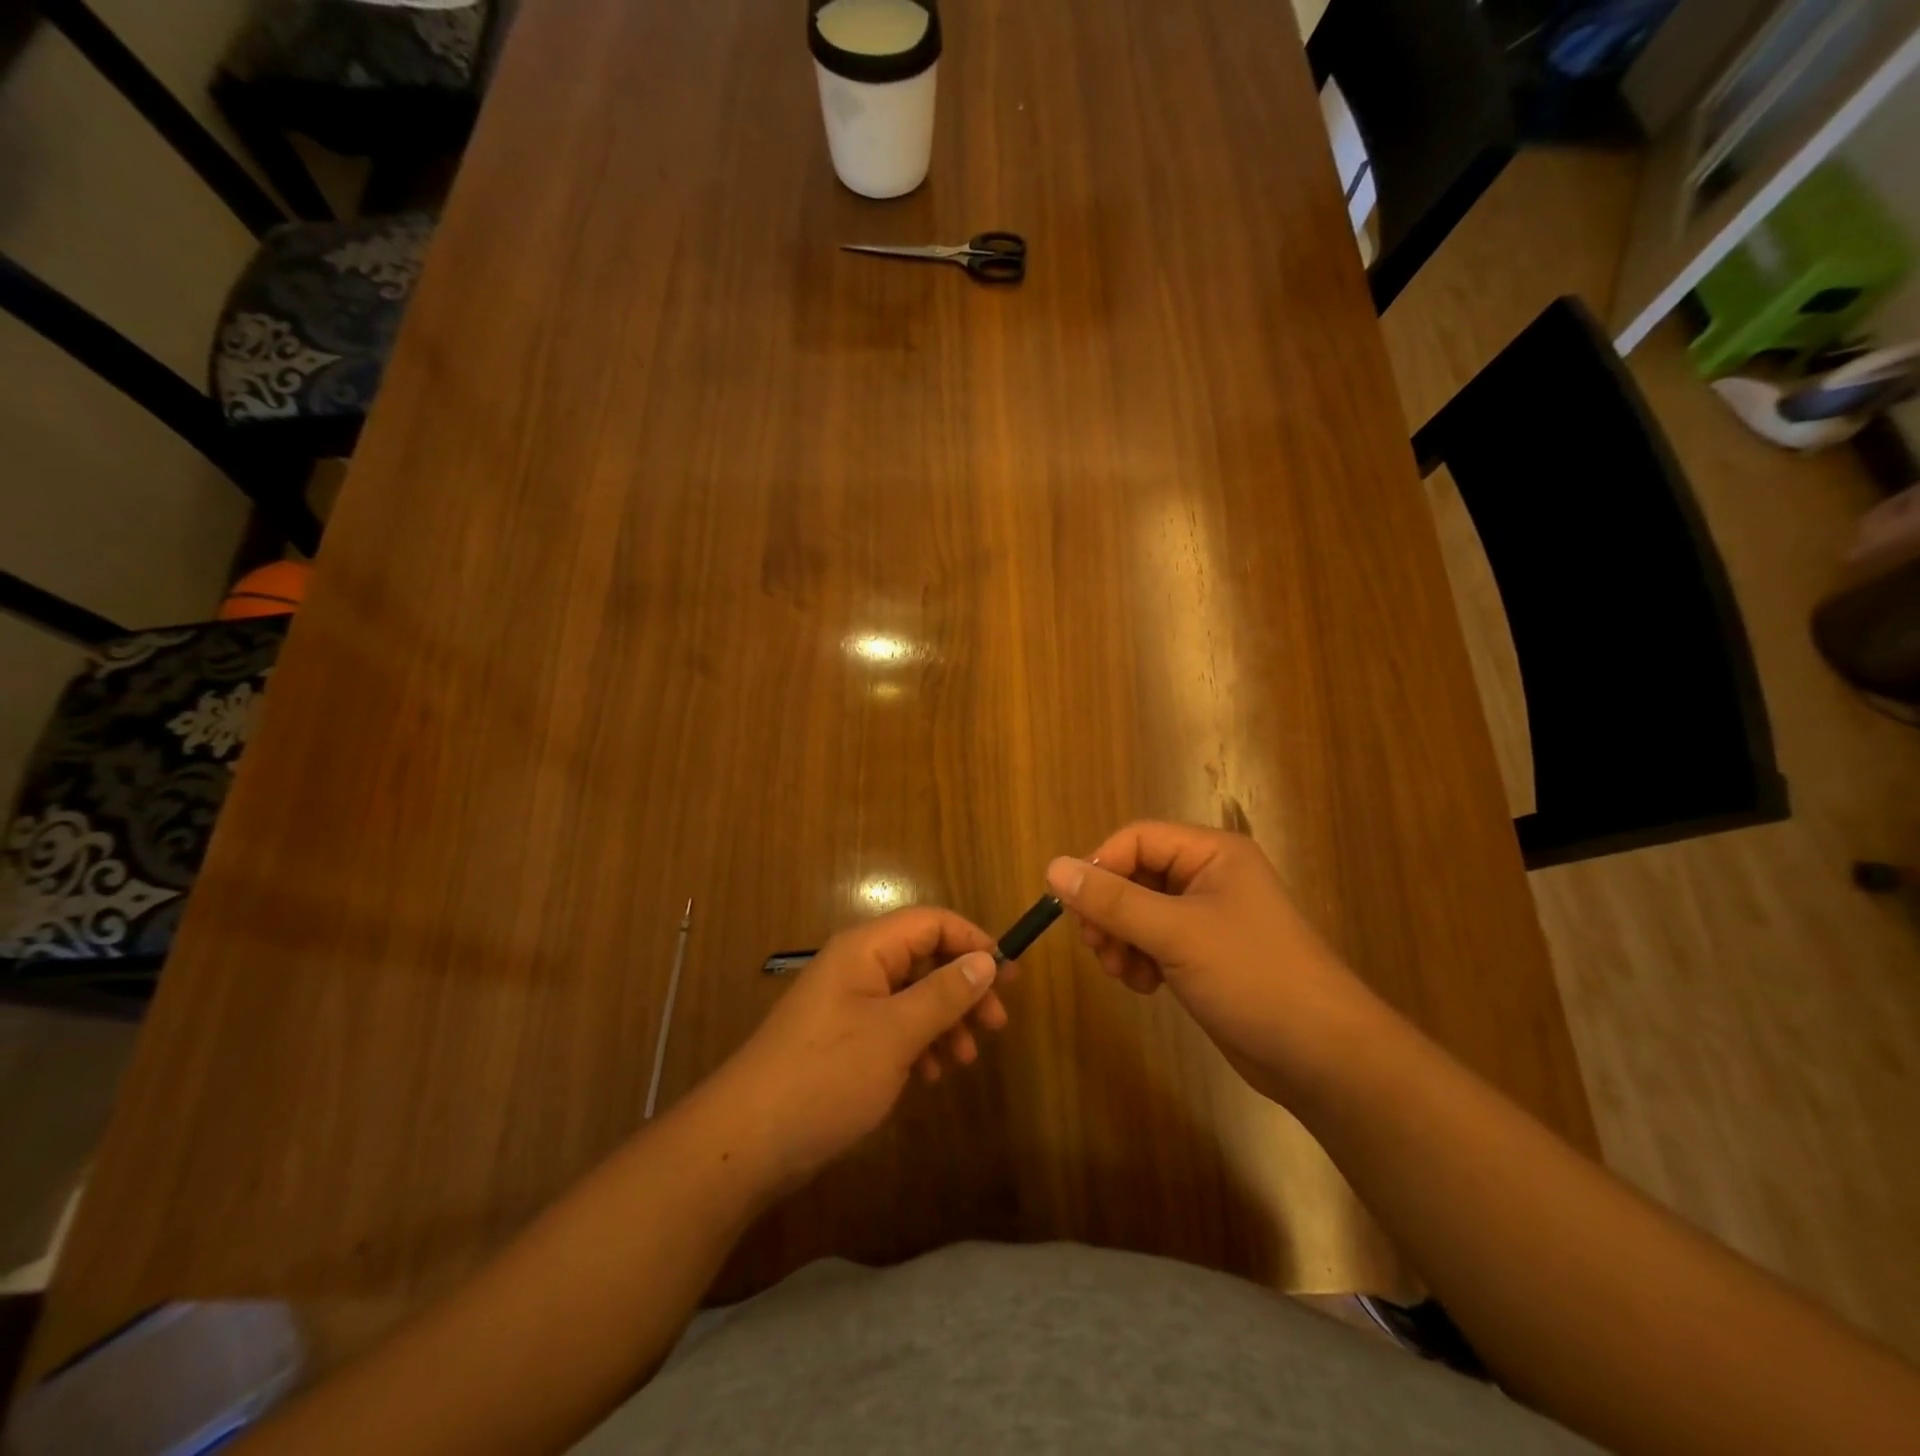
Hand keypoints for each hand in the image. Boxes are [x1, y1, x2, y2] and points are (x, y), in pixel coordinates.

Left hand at [709, 907, 1004, 1190]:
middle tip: (996, 1025)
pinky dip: (918, 1044)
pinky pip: (892, 1026)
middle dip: (963, 988)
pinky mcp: (842, 1039)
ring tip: (965, 1059)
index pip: (931, 922)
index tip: (1008, 977)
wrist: (746, 1141)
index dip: (973, 941)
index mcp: (865, 949)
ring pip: (911, 996)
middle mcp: (857, 967)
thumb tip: (987, 960)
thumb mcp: (895, 1033)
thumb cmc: (826, 1075)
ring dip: (944, 1021)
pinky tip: (931, 1075)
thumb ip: (944, 994)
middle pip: (924, 959)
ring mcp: (847, 1004)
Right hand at [1045, 822, 1385, 1102]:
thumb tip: (1052, 867)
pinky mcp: (1204, 953)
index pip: (1136, 839)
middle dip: (1109, 911)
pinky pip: (1153, 941)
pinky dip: (1139, 959)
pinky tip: (1144, 986)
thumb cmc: (1253, 977)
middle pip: (1134, 875)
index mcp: (1212, 853)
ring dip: (1120, 939)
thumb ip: (1112, 901)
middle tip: (1097, 947)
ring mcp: (1207, 917)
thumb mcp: (1176, 933)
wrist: (1322, 1056)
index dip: (1101, 867)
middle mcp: (1209, 876)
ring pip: (1138, 911)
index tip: (1075, 909)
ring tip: (1123, 973)